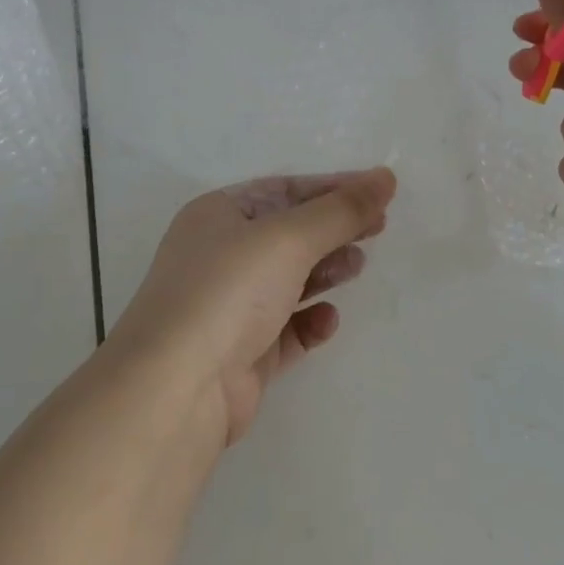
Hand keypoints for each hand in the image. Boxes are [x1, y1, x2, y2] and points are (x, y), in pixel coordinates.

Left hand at [108, 168, 396, 445]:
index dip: (332, 189)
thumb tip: (386, 177)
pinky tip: (327, 320)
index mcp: (217, 215)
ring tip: (357, 267)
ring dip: (324, 271)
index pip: (283, 190)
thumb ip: (340, 210)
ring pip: (287, 281)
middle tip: (378, 229)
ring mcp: (228, 307)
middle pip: (287, 234)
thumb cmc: (228, 291)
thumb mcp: (288, 239)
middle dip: (331, 230)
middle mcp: (219, 256)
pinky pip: (285, 329)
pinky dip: (309, 322)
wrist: (178, 387)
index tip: (380, 192)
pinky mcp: (241, 353)